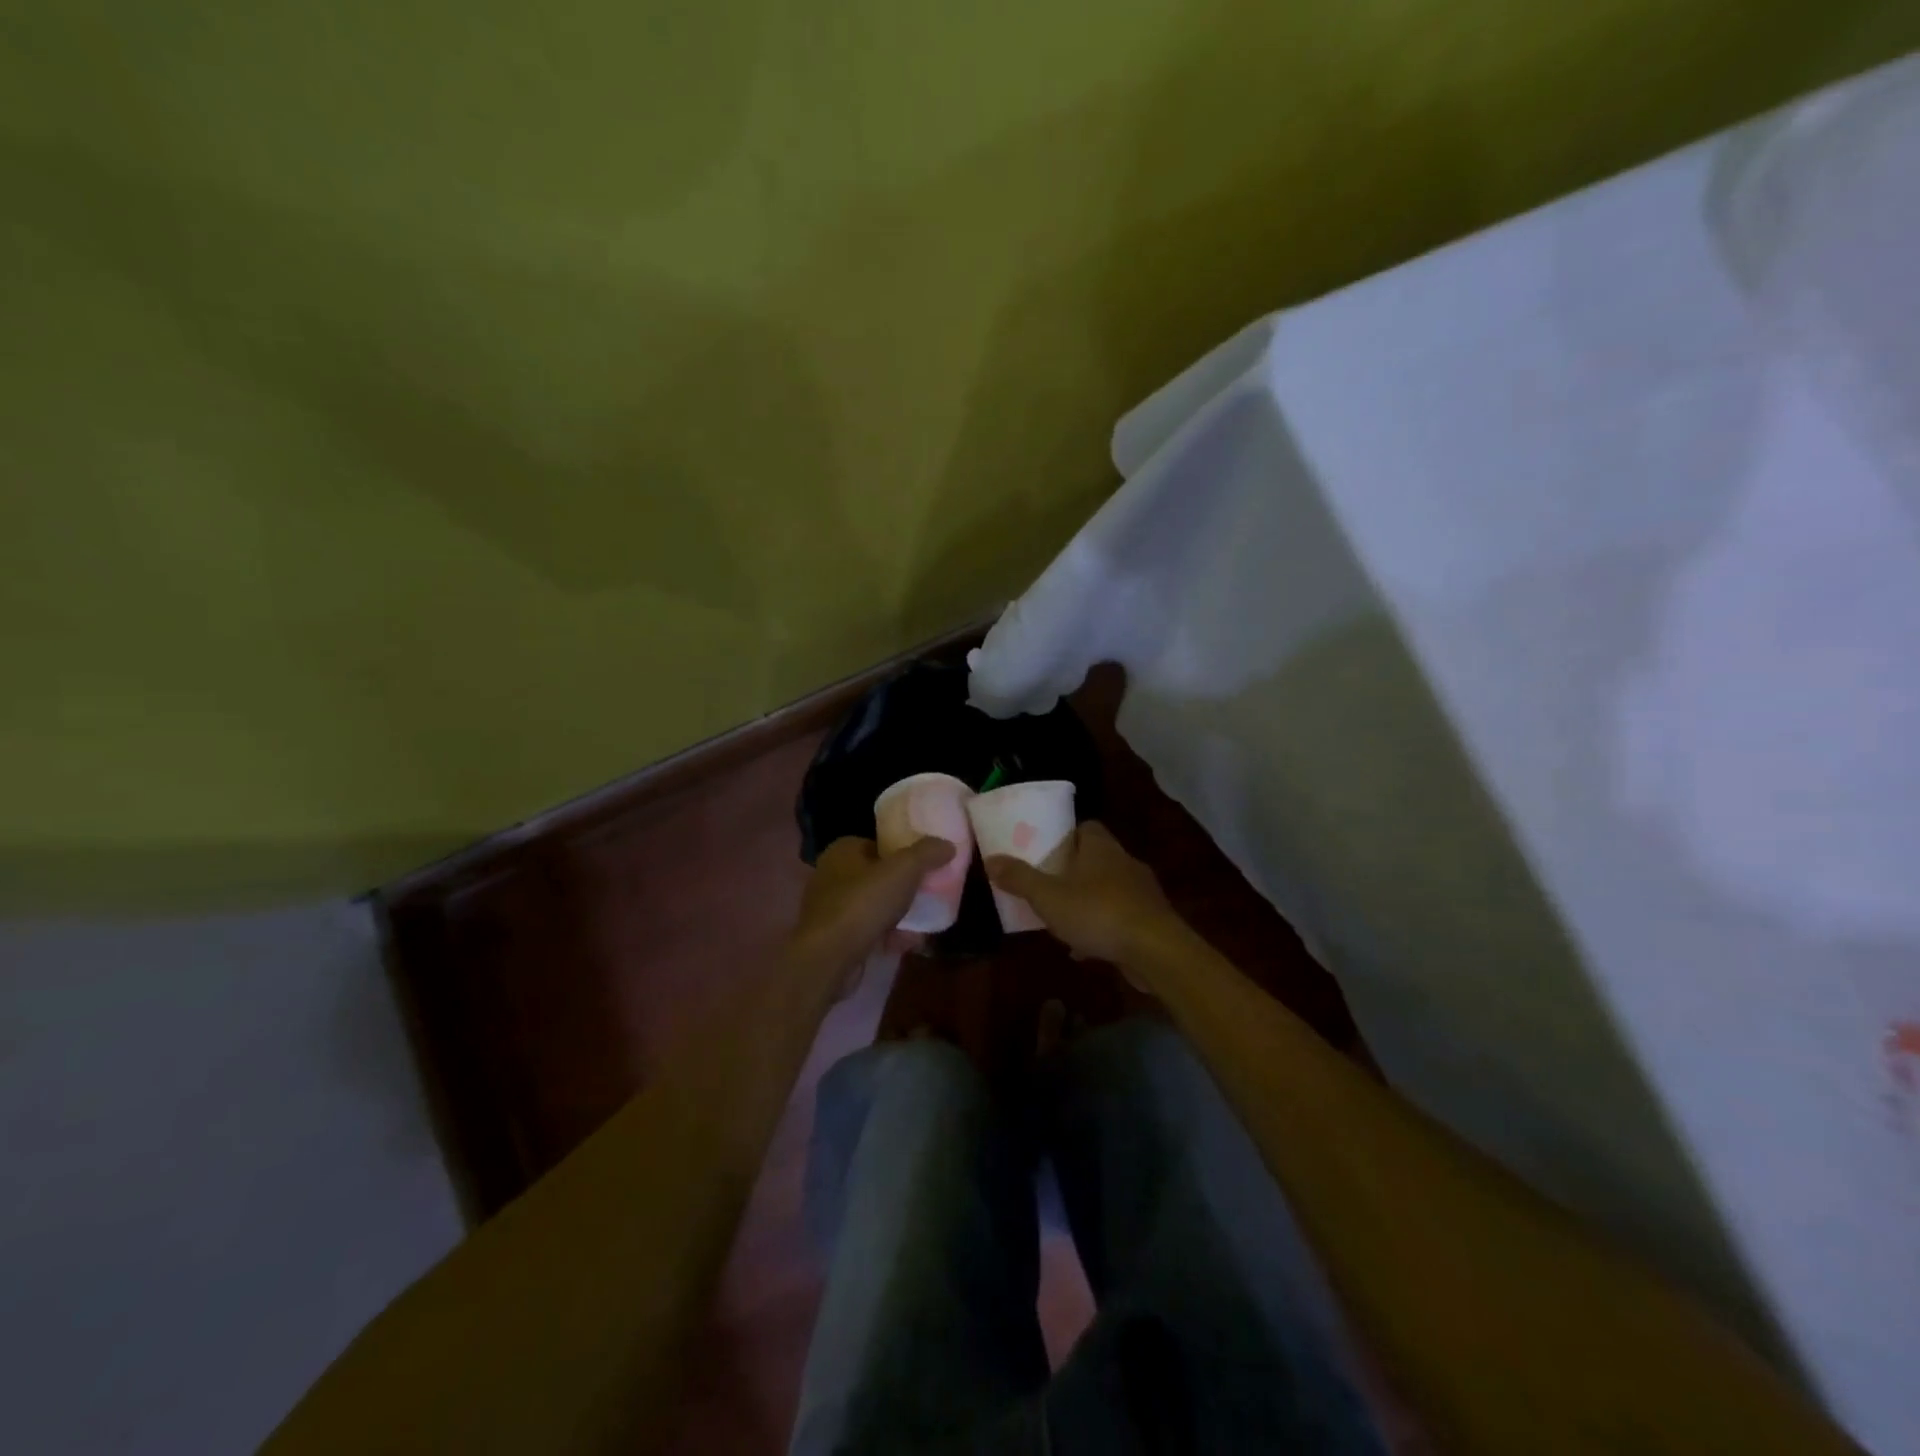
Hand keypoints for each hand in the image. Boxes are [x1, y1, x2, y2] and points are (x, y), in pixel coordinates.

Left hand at [787, 835, 954, 984]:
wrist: (829, 958)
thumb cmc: (864, 903)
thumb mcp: (905, 869)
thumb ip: (928, 853)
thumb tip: (947, 845)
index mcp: (842, 851)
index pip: (878, 844)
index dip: (903, 854)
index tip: (926, 867)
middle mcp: (831, 875)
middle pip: (878, 876)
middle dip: (903, 887)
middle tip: (928, 894)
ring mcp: (829, 908)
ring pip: (873, 905)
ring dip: (898, 914)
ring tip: (923, 921)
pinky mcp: (832, 937)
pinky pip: (867, 930)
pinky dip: (887, 935)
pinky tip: (907, 943)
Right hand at [984, 822, 1178, 966]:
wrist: (1155, 950)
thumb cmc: (1098, 912)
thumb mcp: (1048, 896)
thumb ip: (1019, 878)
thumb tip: (992, 859)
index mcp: (1100, 847)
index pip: (1085, 827)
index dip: (1065, 835)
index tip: (1045, 849)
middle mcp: (1124, 862)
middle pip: (1095, 858)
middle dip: (1072, 870)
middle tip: (1047, 884)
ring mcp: (1141, 892)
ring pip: (1107, 889)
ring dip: (1086, 901)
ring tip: (1061, 918)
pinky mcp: (1150, 920)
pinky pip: (1118, 918)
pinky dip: (1101, 929)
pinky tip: (1083, 949)